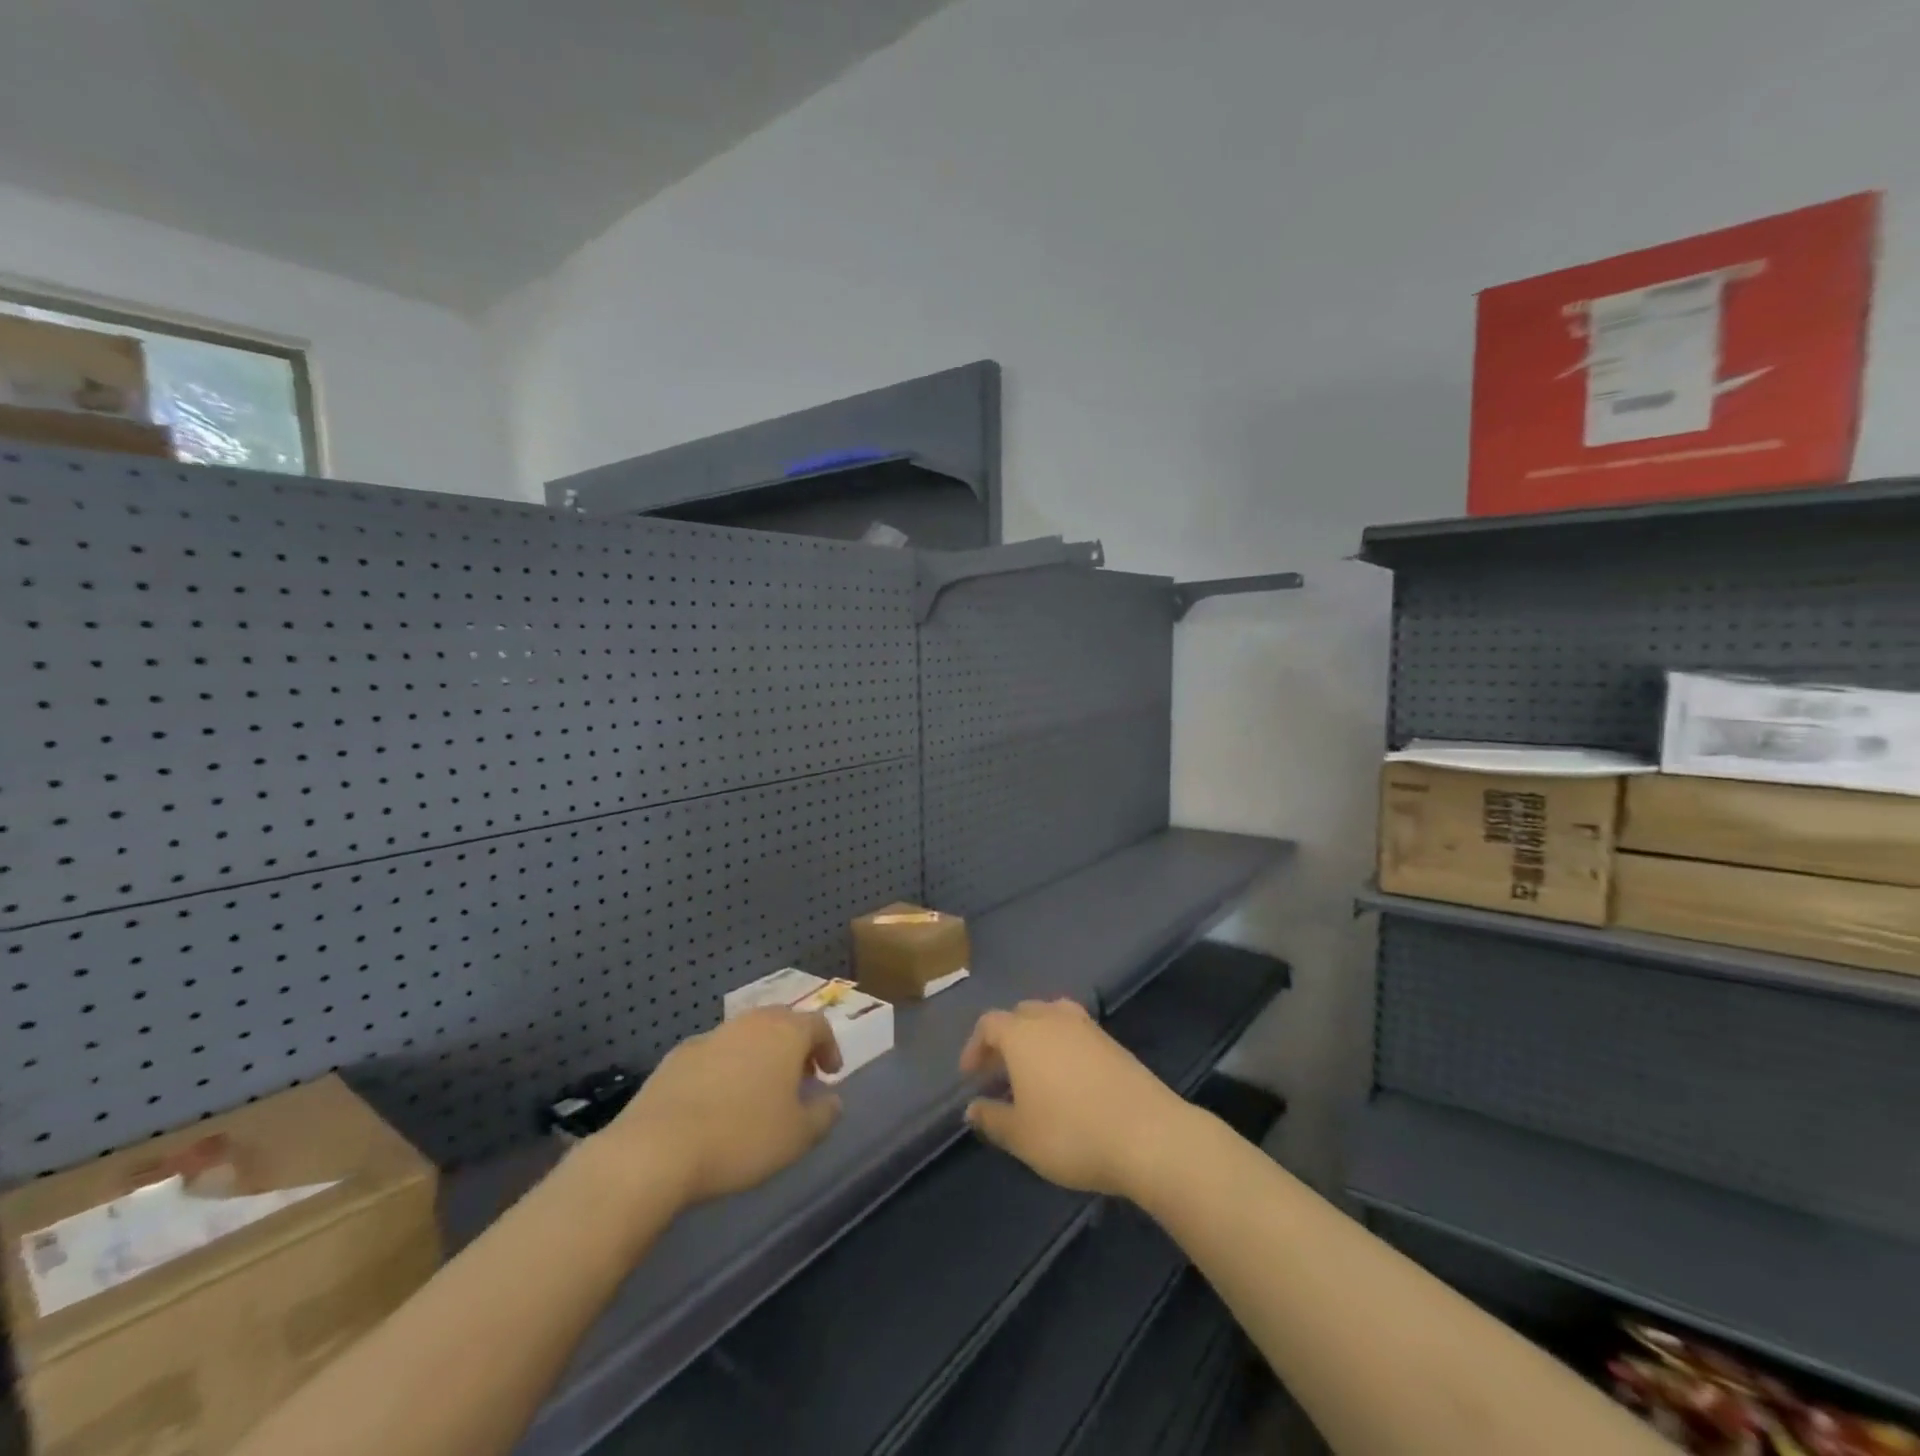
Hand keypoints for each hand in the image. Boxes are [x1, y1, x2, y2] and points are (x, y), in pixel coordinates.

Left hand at [598, 1008, 843, 1209]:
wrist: (657, 1148)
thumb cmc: (741, 1138)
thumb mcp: (797, 1137)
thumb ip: (823, 1115)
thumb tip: (833, 1100)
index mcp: (785, 1033)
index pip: (818, 1024)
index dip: (829, 1047)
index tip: (830, 1074)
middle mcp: (750, 1023)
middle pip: (781, 1022)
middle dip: (794, 1046)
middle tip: (798, 1078)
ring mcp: (711, 1036)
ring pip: (745, 1036)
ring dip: (759, 1056)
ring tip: (758, 1092)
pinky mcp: (677, 1056)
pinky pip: (713, 1054)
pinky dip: (724, 1069)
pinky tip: (717, 1102)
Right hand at [959, 998, 1190, 1198]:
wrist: (1148, 1134)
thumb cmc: (1071, 1134)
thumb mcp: (1021, 1136)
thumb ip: (992, 1119)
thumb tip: (972, 1108)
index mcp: (1023, 1034)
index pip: (989, 1024)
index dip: (975, 1046)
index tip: (970, 1076)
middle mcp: (1052, 1019)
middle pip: (1020, 1014)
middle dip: (1005, 1038)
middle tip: (999, 1072)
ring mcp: (1087, 1027)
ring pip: (1051, 1017)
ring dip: (1036, 1038)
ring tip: (1034, 1071)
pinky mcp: (1113, 1042)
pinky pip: (1076, 1031)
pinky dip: (1063, 1045)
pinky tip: (1068, 1078)